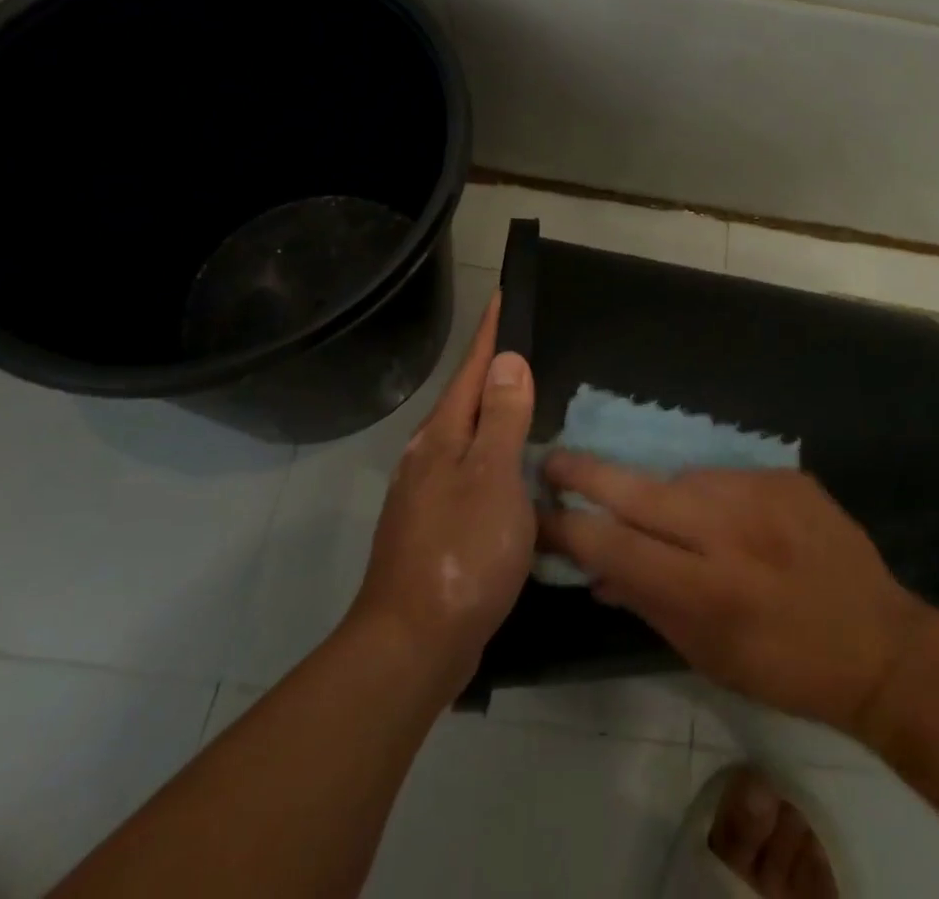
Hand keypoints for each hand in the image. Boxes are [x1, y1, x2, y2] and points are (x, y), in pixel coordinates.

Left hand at [348, 293, 534, 694]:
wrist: (413, 644)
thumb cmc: (461, 553)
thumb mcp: (492, 478)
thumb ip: (502, 418)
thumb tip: (508, 360)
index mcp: (443, 437)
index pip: (474, 369)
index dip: (491, 333)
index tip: (503, 295)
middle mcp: (430, 455)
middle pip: (467, 398)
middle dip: (493, 368)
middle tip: (525, 343)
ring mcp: (428, 492)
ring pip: (468, 436)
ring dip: (494, 412)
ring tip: (525, 398)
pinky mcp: (436, 525)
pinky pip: (472, 471)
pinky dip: (494, 455)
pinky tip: (512, 470)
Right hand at [539, 458, 932, 735]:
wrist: (880, 643)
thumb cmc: (785, 669)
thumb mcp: (708, 656)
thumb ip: (647, 605)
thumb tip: (593, 569)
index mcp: (706, 590)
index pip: (615, 546)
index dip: (569, 527)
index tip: (536, 511)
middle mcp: (729, 531)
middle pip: (638, 491)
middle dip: (586, 473)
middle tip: (551, 458)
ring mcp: (761, 494)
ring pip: (682, 479)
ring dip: (664, 496)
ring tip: (678, 525)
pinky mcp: (786, 475)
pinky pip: (727, 477)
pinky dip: (714, 496)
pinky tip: (733, 523)